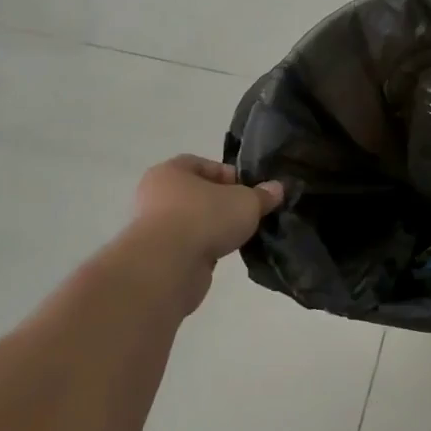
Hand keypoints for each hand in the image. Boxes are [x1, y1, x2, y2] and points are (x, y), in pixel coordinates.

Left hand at [131, 155, 282, 263]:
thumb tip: (277, 189)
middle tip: (246, 213)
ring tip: (239, 236)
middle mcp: (155, 196)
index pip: (202, 164)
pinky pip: (188, 246)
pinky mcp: (157, 257)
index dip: (228, 175)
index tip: (248, 190)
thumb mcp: (246, 201)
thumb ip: (263, 195)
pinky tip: (223, 254)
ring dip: (213, 228)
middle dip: (222, 204)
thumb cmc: (204, 217)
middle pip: (197, 194)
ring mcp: (153, 229)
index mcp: (170, 172)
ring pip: (192, 222)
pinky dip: (204, 249)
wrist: (167, 266)